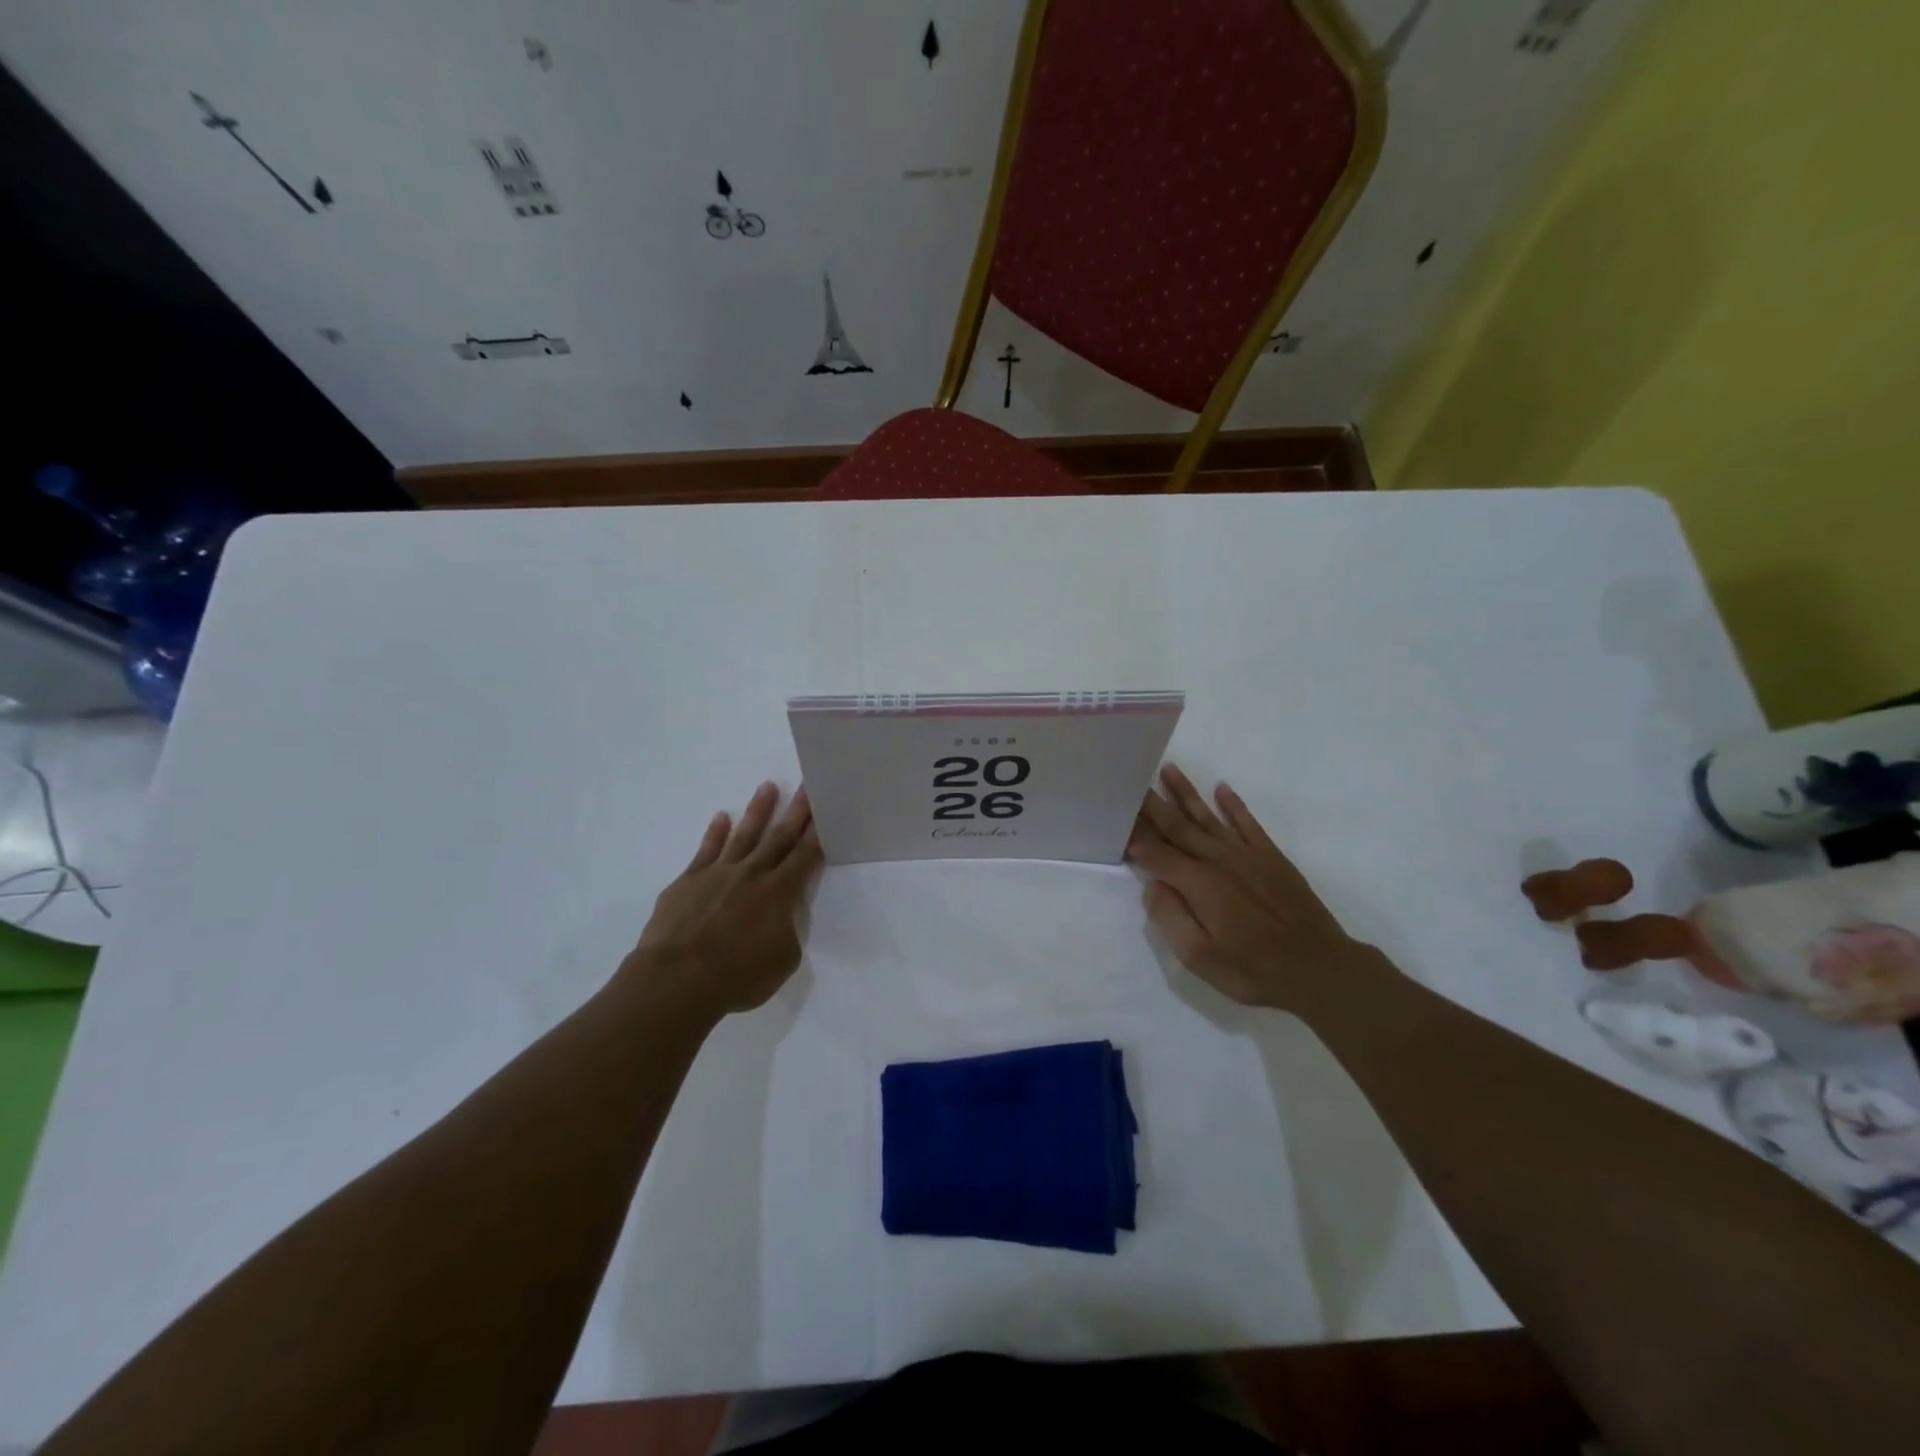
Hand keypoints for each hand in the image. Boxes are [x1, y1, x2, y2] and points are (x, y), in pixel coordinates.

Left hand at [625, 782, 821, 1018]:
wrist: (677, 979)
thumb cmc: (738, 976)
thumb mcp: (782, 961)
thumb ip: (786, 932)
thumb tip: (780, 919)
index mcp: (780, 894)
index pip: (805, 856)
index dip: (817, 832)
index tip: (825, 808)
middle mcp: (753, 874)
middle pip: (779, 837)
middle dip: (796, 811)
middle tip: (806, 786)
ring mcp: (718, 874)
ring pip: (744, 835)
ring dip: (758, 811)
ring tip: (768, 786)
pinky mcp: (688, 881)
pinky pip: (706, 850)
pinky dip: (715, 832)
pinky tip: (721, 817)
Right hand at [1126, 764, 1372, 1012]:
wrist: (1321, 969)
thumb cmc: (1254, 970)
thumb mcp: (1200, 958)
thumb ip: (1169, 918)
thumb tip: (1153, 885)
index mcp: (1197, 884)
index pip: (1155, 853)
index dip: (1133, 836)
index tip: (1114, 816)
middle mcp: (1218, 859)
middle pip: (1177, 826)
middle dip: (1152, 804)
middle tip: (1131, 780)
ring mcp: (1247, 855)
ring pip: (1208, 817)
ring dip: (1186, 793)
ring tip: (1167, 769)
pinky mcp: (1272, 858)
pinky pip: (1248, 823)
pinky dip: (1234, 805)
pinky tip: (1221, 789)